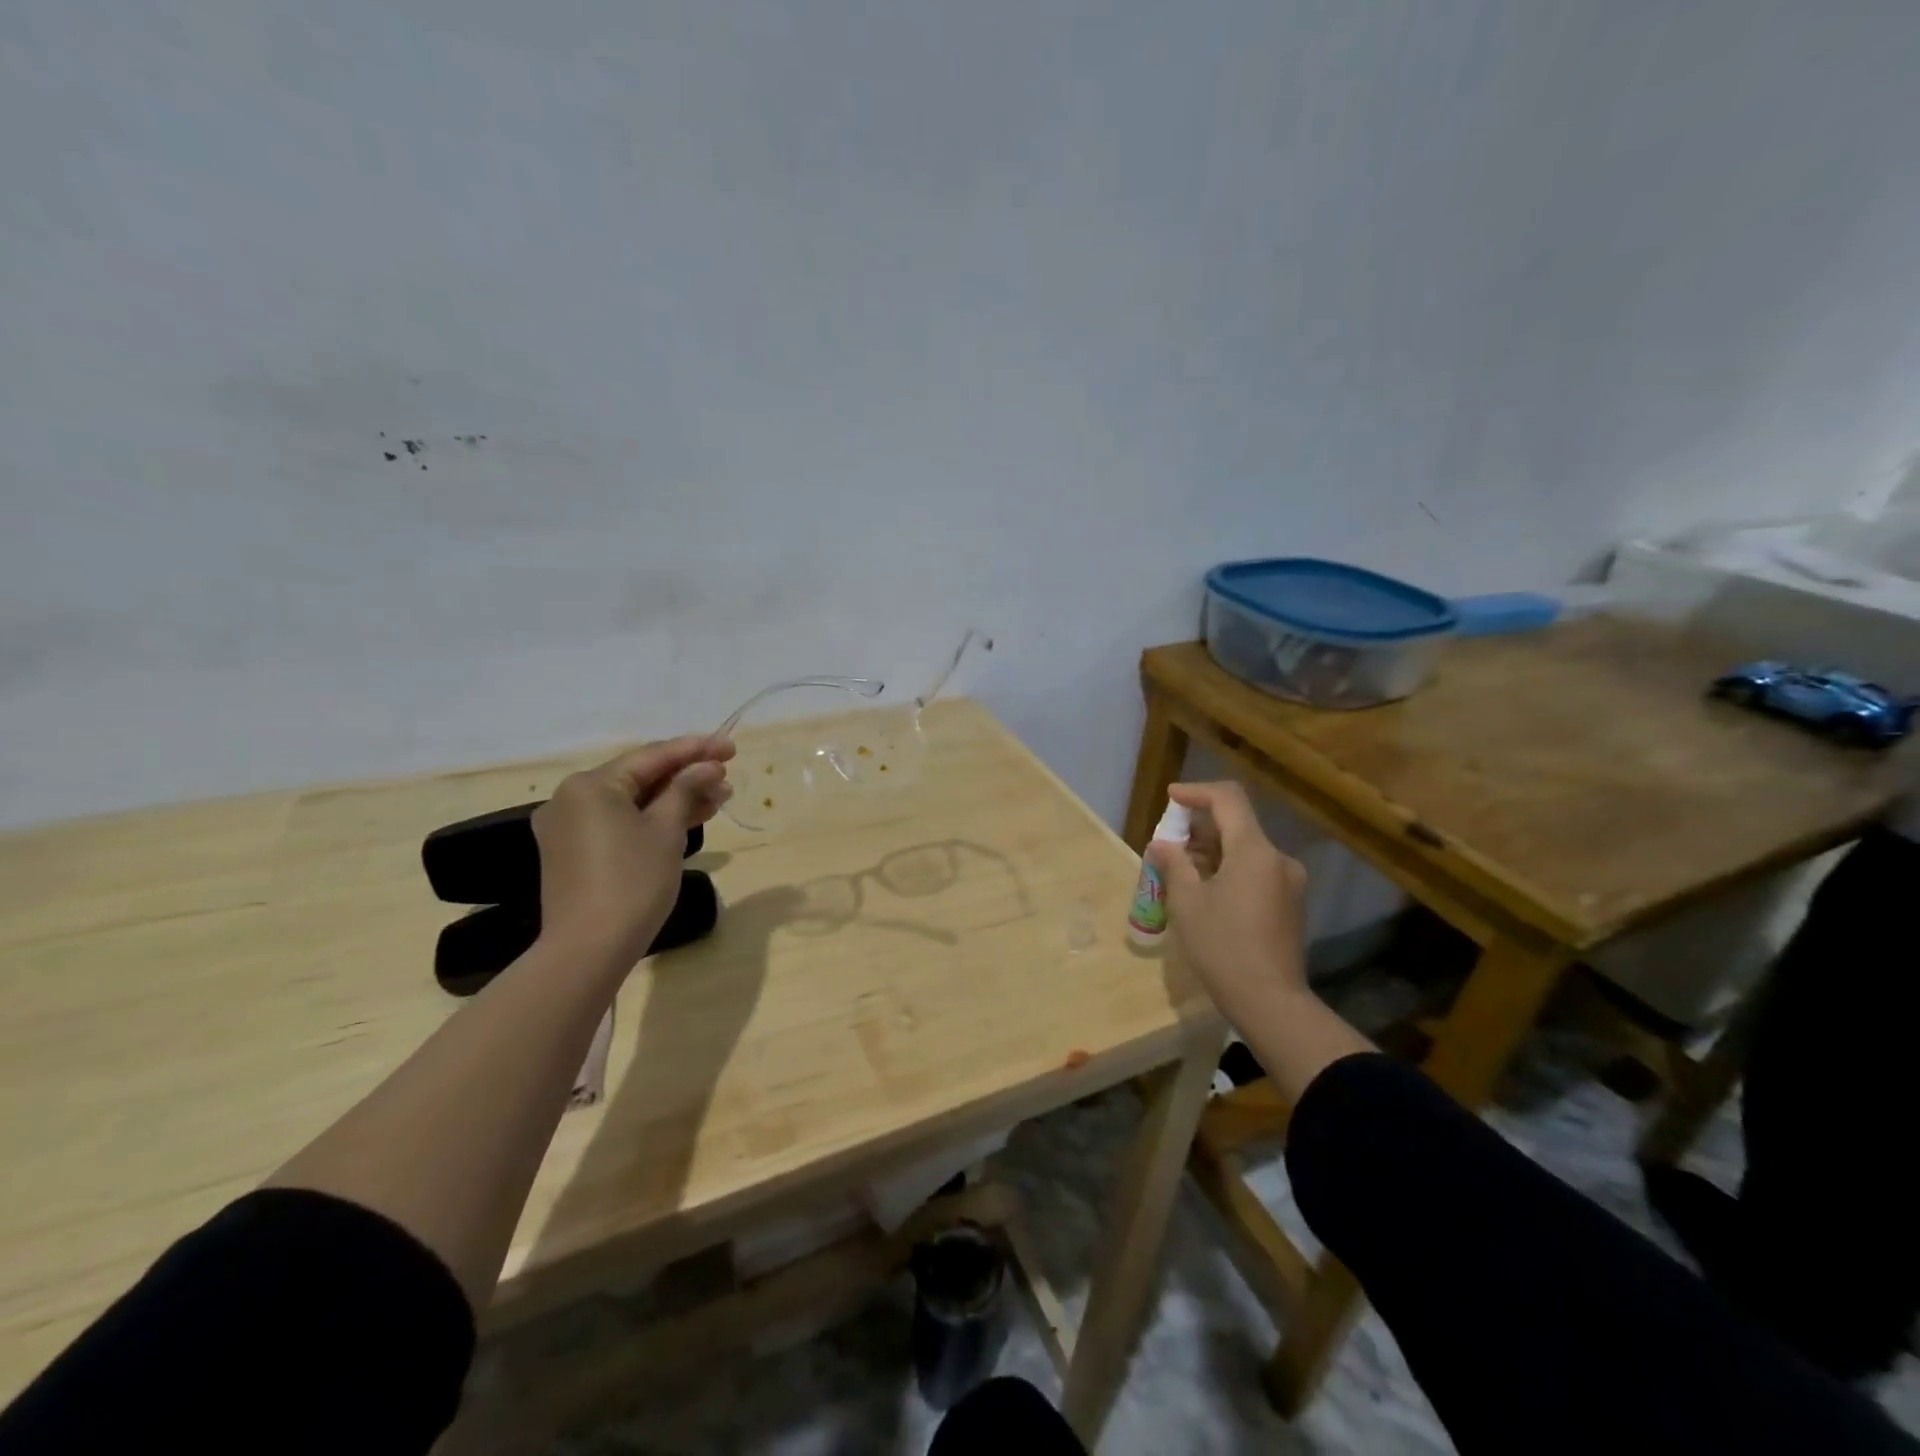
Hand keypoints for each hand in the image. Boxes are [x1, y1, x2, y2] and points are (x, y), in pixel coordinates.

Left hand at [532, 735, 734, 966]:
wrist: (589, 949)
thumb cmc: (632, 882)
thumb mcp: (667, 830)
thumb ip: (687, 789)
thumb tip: (707, 765)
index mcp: (591, 785)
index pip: (652, 756)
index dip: (696, 749)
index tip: (732, 748)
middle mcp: (572, 798)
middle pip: (641, 777)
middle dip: (687, 776)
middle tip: (728, 776)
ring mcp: (570, 827)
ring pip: (633, 801)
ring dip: (675, 798)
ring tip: (719, 799)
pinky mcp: (575, 852)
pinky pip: (620, 822)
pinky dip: (653, 819)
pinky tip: (688, 820)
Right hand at [1145, 781, 1309, 1024]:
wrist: (1270, 1002)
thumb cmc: (1222, 947)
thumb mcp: (1186, 903)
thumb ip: (1174, 864)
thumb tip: (1162, 844)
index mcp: (1254, 851)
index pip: (1228, 799)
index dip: (1196, 792)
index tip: (1171, 798)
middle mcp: (1278, 859)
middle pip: (1237, 824)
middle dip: (1200, 827)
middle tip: (1168, 844)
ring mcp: (1288, 883)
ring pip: (1246, 850)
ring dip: (1213, 851)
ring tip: (1181, 870)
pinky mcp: (1290, 904)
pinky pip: (1256, 871)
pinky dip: (1229, 869)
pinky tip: (1206, 891)